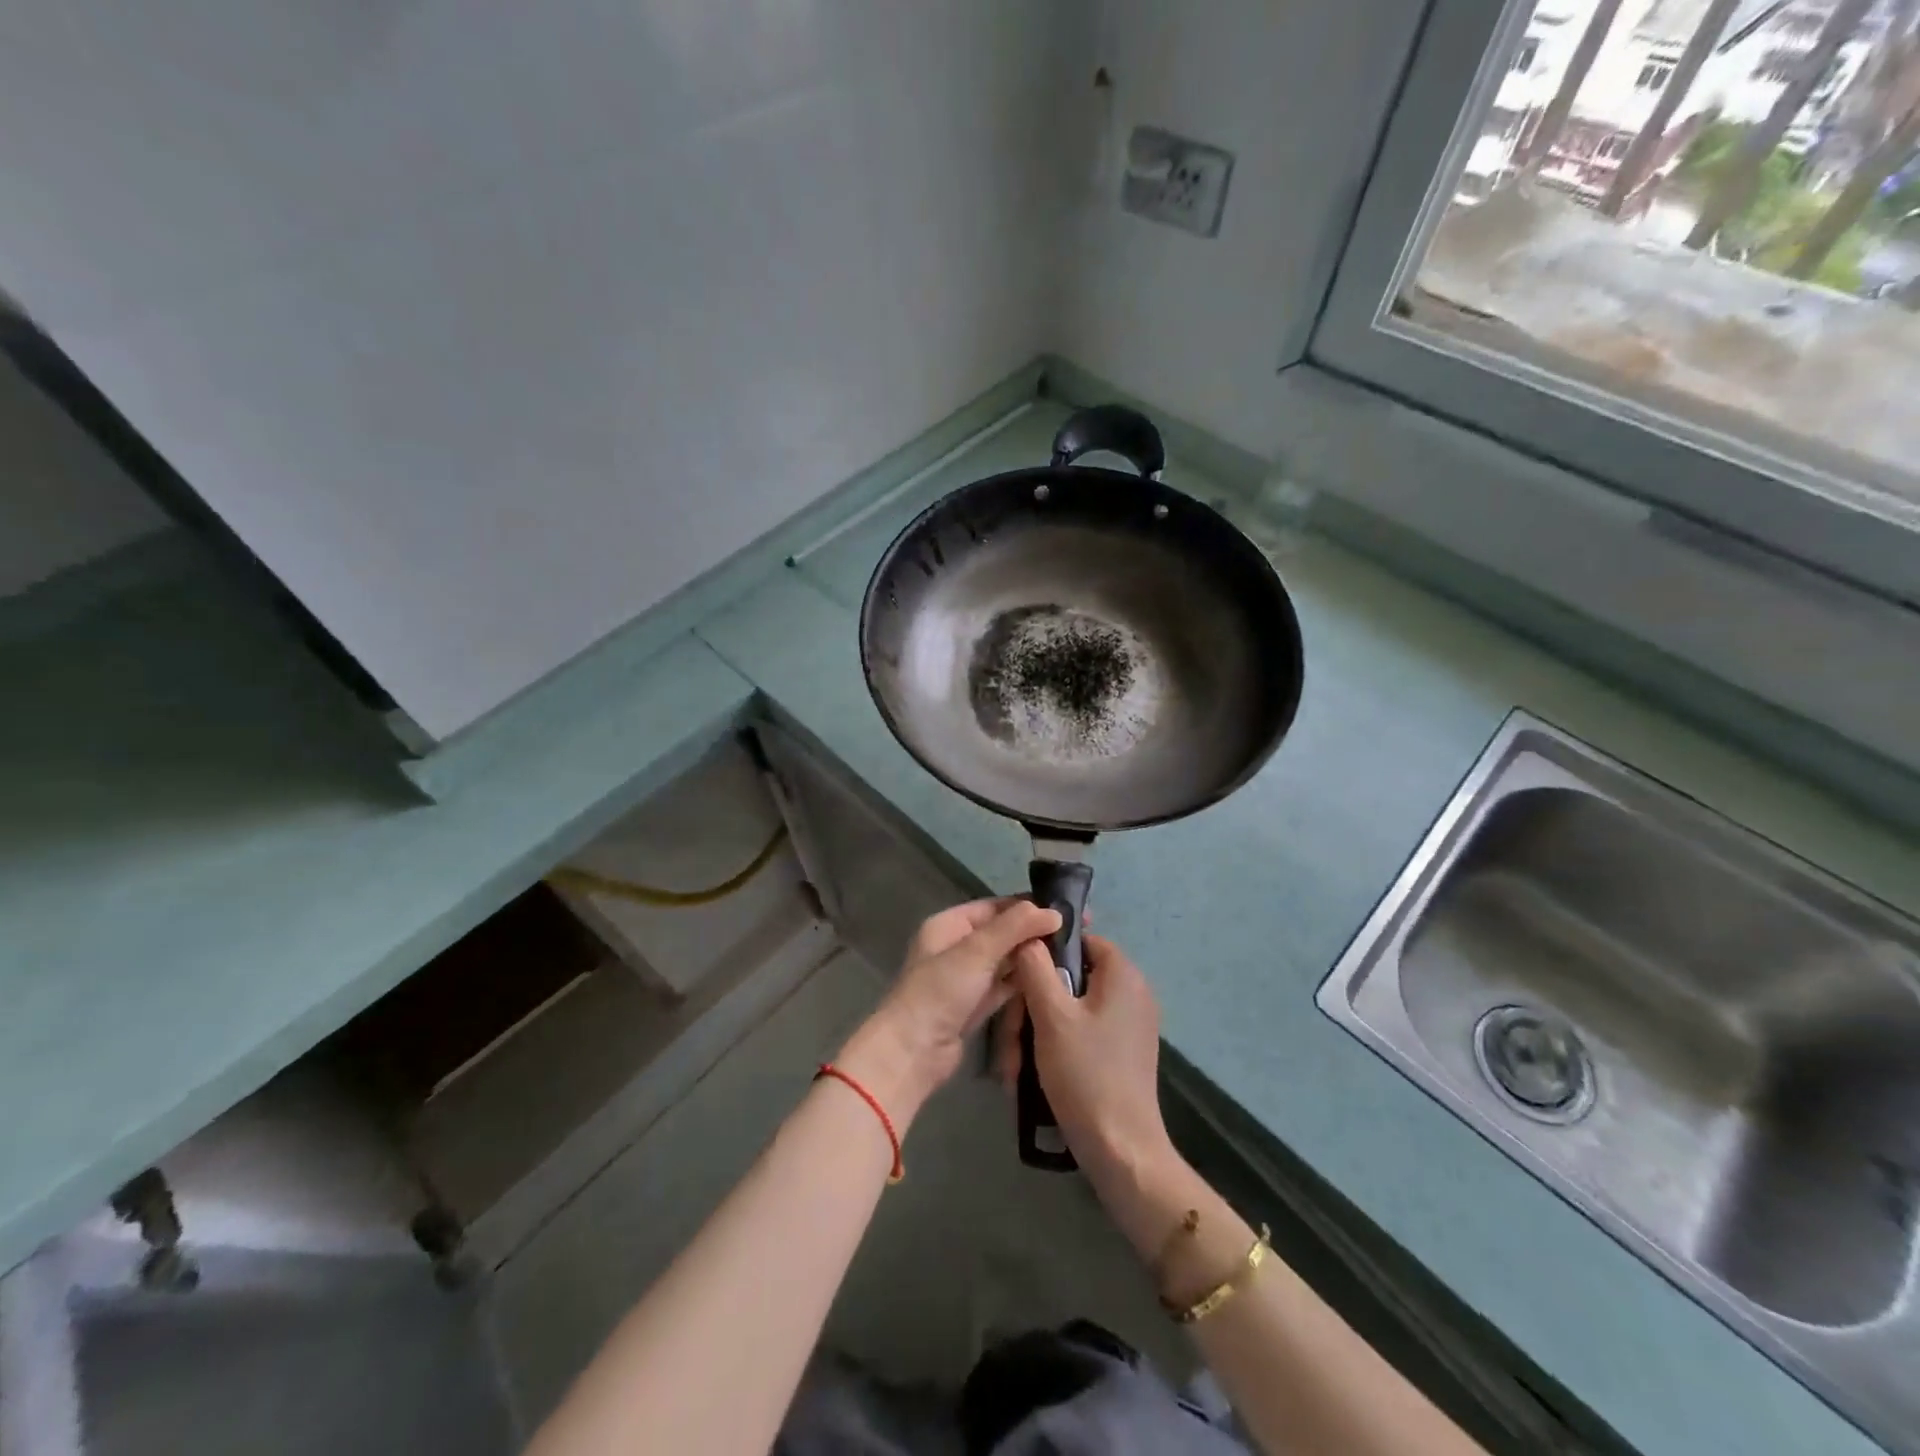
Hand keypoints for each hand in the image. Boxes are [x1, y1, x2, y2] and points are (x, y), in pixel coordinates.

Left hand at [837, 899, 1061, 1129]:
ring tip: (1071, 954)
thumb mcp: (977, 951)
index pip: (995, 907)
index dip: (1028, 906)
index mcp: (949, 925)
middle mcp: (957, 947)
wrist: (913, 1051)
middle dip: (1034, 932)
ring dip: (1031, 957)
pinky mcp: (975, 1005)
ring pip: (1005, 960)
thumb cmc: (940, 991)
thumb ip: (1014, 927)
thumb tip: (1053, 912)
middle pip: (1002, 933)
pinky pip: (1004, 985)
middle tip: (1076, 934)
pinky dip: (1023, 981)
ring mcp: (966, 978)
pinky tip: (1051, 979)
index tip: (1066, 910)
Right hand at [995, 934, 1177, 1193]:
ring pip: (1073, 1008)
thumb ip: (1036, 967)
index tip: (1018, 976)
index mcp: (1123, 974)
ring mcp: (1131, 1025)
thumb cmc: (1085, 1073)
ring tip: (1016, 1062)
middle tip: (1012, 1033)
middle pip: (1073, 978)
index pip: (1080, 940)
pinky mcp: (1124, 1052)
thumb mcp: (1051, 1015)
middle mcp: (1133, 993)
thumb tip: (1029, 936)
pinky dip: (1058, 1044)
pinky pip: (1084, 1032)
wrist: (1121, 1150)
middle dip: (1036, 1001)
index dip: (1046, 951)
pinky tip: (1035, 1070)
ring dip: (1041, 1028)